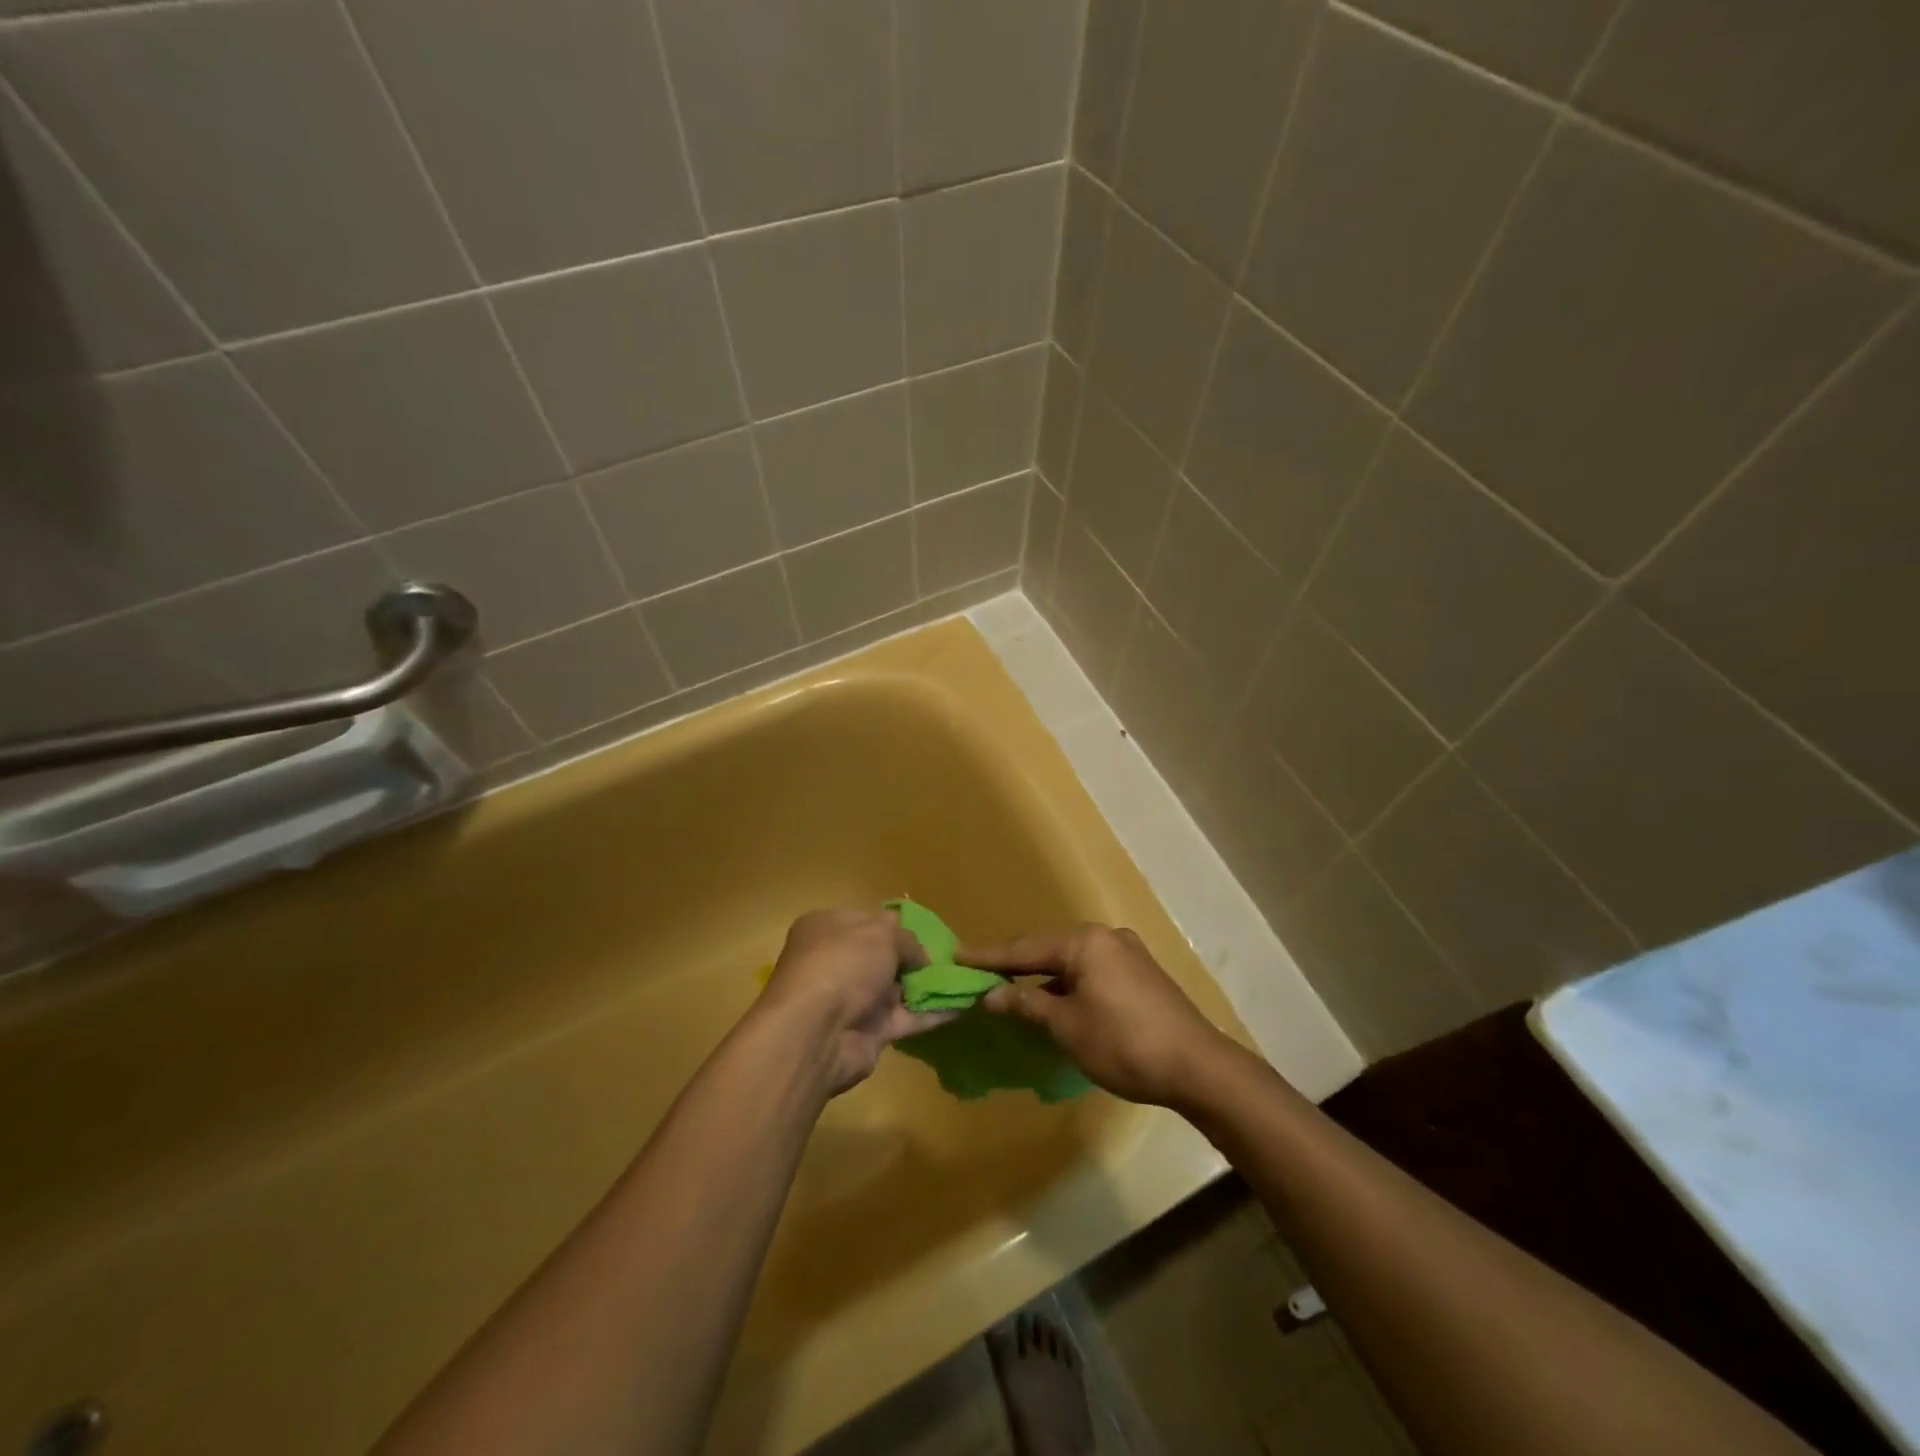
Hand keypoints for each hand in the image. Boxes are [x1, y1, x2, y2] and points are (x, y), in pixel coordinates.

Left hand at [756, 907, 950, 1094]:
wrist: (817, 1033)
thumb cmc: (843, 964)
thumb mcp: (880, 934)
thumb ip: (906, 939)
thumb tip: (919, 955)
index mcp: (827, 928)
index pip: (866, 920)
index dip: (895, 925)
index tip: (926, 931)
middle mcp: (836, 962)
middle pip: (882, 956)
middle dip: (915, 958)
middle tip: (951, 957)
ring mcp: (851, 999)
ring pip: (897, 988)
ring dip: (928, 985)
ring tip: (966, 979)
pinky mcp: (868, 1033)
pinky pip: (906, 1018)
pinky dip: (932, 1013)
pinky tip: (963, 1004)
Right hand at [961, 924, 1238, 1106]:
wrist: (1198, 1067)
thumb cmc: (1124, 1044)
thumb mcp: (1067, 1027)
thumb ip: (1026, 1005)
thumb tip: (990, 995)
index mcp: (1085, 942)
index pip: (1024, 948)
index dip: (988, 957)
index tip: (955, 957)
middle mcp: (1106, 937)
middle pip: (1048, 950)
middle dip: (1015, 966)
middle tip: (980, 975)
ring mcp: (1127, 953)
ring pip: (1072, 962)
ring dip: (1043, 979)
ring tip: (1012, 991)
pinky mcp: (1141, 974)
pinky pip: (1092, 972)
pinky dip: (1068, 985)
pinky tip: (1056, 1003)